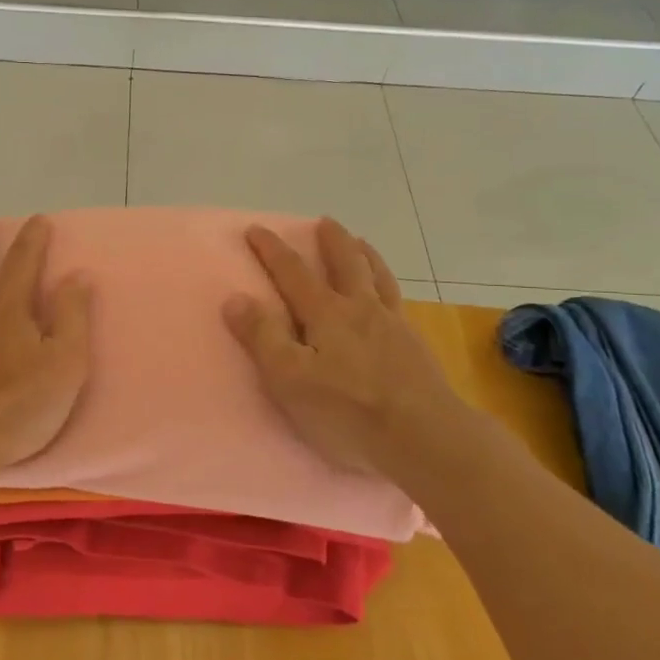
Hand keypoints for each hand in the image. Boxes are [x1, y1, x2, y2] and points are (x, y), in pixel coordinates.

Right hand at [224, 218, 469, 489]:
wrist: (425, 437)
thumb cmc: (348, 410)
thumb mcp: (289, 378)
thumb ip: (262, 337)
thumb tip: (235, 298)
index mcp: (327, 314)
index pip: (293, 272)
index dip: (272, 250)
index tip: (257, 229)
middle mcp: (361, 309)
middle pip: (346, 263)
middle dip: (331, 241)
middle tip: (324, 221)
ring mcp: (393, 326)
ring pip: (378, 278)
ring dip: (366, 255)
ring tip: (361, 243)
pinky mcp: (415, 347)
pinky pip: (399, 302)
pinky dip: (389, 286)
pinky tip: (390, 295)